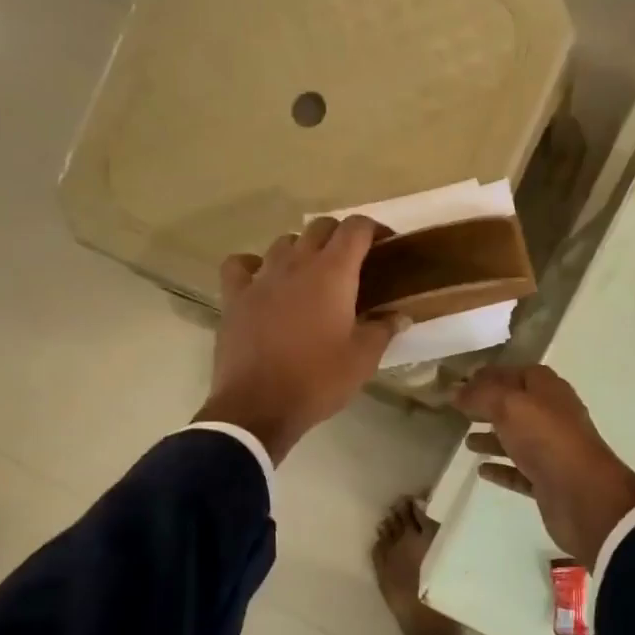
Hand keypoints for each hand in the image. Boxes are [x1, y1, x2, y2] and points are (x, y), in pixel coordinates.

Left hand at [194, 216, 404, 464]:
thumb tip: (400, 315)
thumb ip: (384, 330)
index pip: (356, 228)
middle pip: (320, 227)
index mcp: (332, 273)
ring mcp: (261, 278)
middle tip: (353, 262)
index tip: (385, 244)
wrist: (258, 407)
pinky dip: (255, 266)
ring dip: (302, 249)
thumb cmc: (318, 380)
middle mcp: (296, 264)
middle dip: (340, 236)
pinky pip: (242, 265)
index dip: (374, 229)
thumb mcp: (363, 359)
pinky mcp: (234, 297)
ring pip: (283, 242)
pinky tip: (263, 281)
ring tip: (311, 274)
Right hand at [453, 365, 634, 564]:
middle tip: (458, 410)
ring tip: (466, 441)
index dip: (492, 375)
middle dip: (489, 406)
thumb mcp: (509, 406)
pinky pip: (519, 471)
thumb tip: (456, 390)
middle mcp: (552, 417)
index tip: (462, 381)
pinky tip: (481, 470)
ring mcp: (552, 451)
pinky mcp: (548, 482)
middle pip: (516, 406)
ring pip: (517, 439)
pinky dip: (501, 468)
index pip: (518, 373)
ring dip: (493, 438)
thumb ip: (480, 395)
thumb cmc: (547, 439)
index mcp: (549, 391)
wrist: (584, 496)